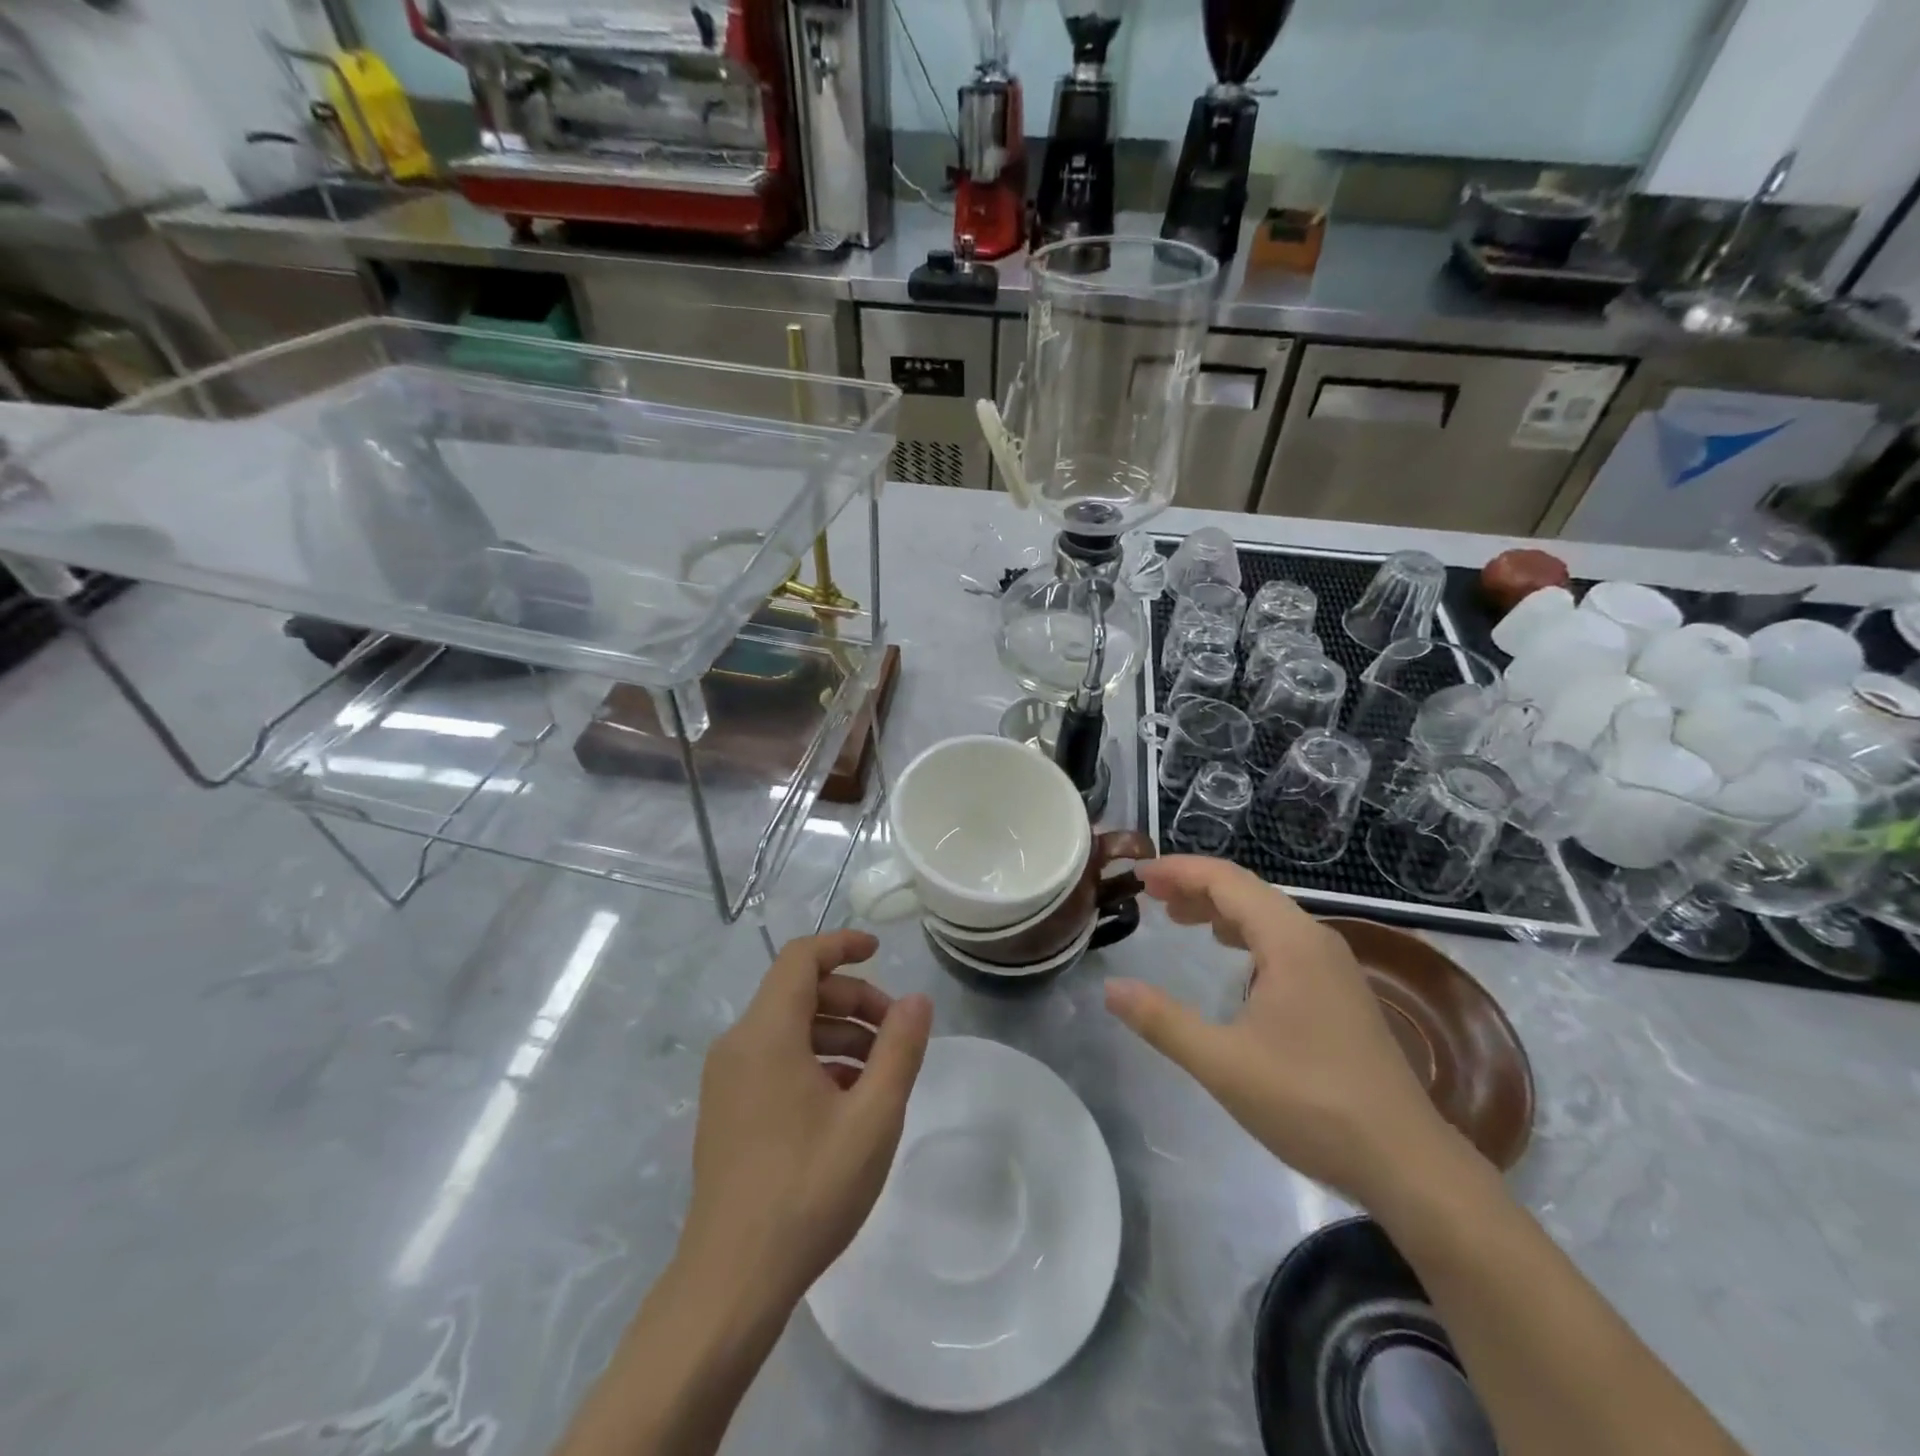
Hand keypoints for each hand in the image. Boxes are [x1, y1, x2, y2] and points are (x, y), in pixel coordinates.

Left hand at [682, 930, 932, 1307]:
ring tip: (881, 1072)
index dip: (842, 946)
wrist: (731, 1282)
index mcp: (766, 1034)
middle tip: (896, 1033)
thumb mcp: (872, 1118)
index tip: (881, 952)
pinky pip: (774, 1060)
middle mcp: (738, 1045)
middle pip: (799, 992)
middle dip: (853, 1000)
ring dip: (838, 1033)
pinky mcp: (726, 1110)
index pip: (801, 958)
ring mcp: (726, 1080)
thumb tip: (917, 1000)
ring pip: (789, 1028)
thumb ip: (899, 1050)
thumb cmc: (807, 1190)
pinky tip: (847, 1101)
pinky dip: (814, 1060)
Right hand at [1104, 857, 1469, 1204]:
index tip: (1139, 877)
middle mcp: (1315, 940)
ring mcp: (1334, 966)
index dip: (1180, 871)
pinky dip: (1246, 934)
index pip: (1226, 881)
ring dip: (1221, 910)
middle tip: (1151, 896)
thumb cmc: (1310, 1103)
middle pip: (1248, 892)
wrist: (1407, 1162)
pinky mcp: (1341, 992)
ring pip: (1268, 916)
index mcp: (1290, 942)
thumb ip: (1162, 1021)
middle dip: (1196, 887)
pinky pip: (1284, 941)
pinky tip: (1232, 958)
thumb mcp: (1223, 1063)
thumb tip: (1110, 988)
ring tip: (1180, 919)